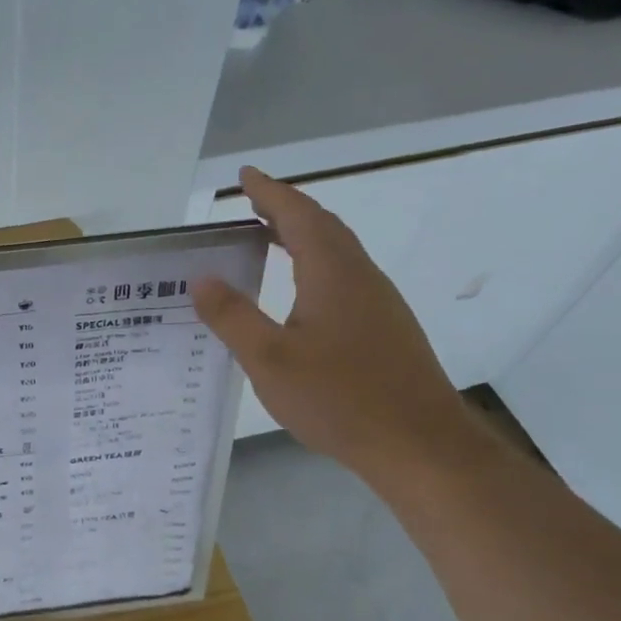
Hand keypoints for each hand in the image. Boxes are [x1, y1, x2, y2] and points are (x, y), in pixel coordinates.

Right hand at [193, 166, 473, 481]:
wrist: (420, 445)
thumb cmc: (340, 398)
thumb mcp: (269, 360)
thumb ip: (232, 317)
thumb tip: (201, 279)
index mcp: (332, 273)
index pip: (298, 216)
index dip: (270, 193)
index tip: (245, 175)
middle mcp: (360, 277)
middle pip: (322, 226)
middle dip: (285, 208)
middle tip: (251, 202)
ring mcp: (378, 303)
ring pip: (337, 252)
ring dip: (302, 235)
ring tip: (267, 238)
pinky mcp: (385, 328)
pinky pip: (344, 276)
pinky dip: (314, 264)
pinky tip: (299, 292)